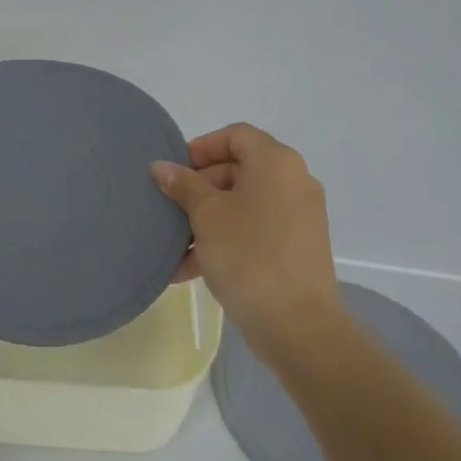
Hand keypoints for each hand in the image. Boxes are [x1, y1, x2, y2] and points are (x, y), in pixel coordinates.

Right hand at [151, 123, 341, 363]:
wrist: (297, 324)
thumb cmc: (248, 255)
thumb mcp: (206, 215)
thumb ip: (183, 185)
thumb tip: (161, 167)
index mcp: (276, 163)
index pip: (235, 135)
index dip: (201, 148)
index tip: (175, 173)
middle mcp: (294, 182)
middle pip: (238, 169)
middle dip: (199, 188)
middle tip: (170, 209)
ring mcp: (299, 217)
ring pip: (243, 204)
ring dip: (207, 218)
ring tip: (174, 244)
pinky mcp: (297, 247)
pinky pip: (255, 230)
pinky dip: (226, 239)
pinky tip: (190, 268)